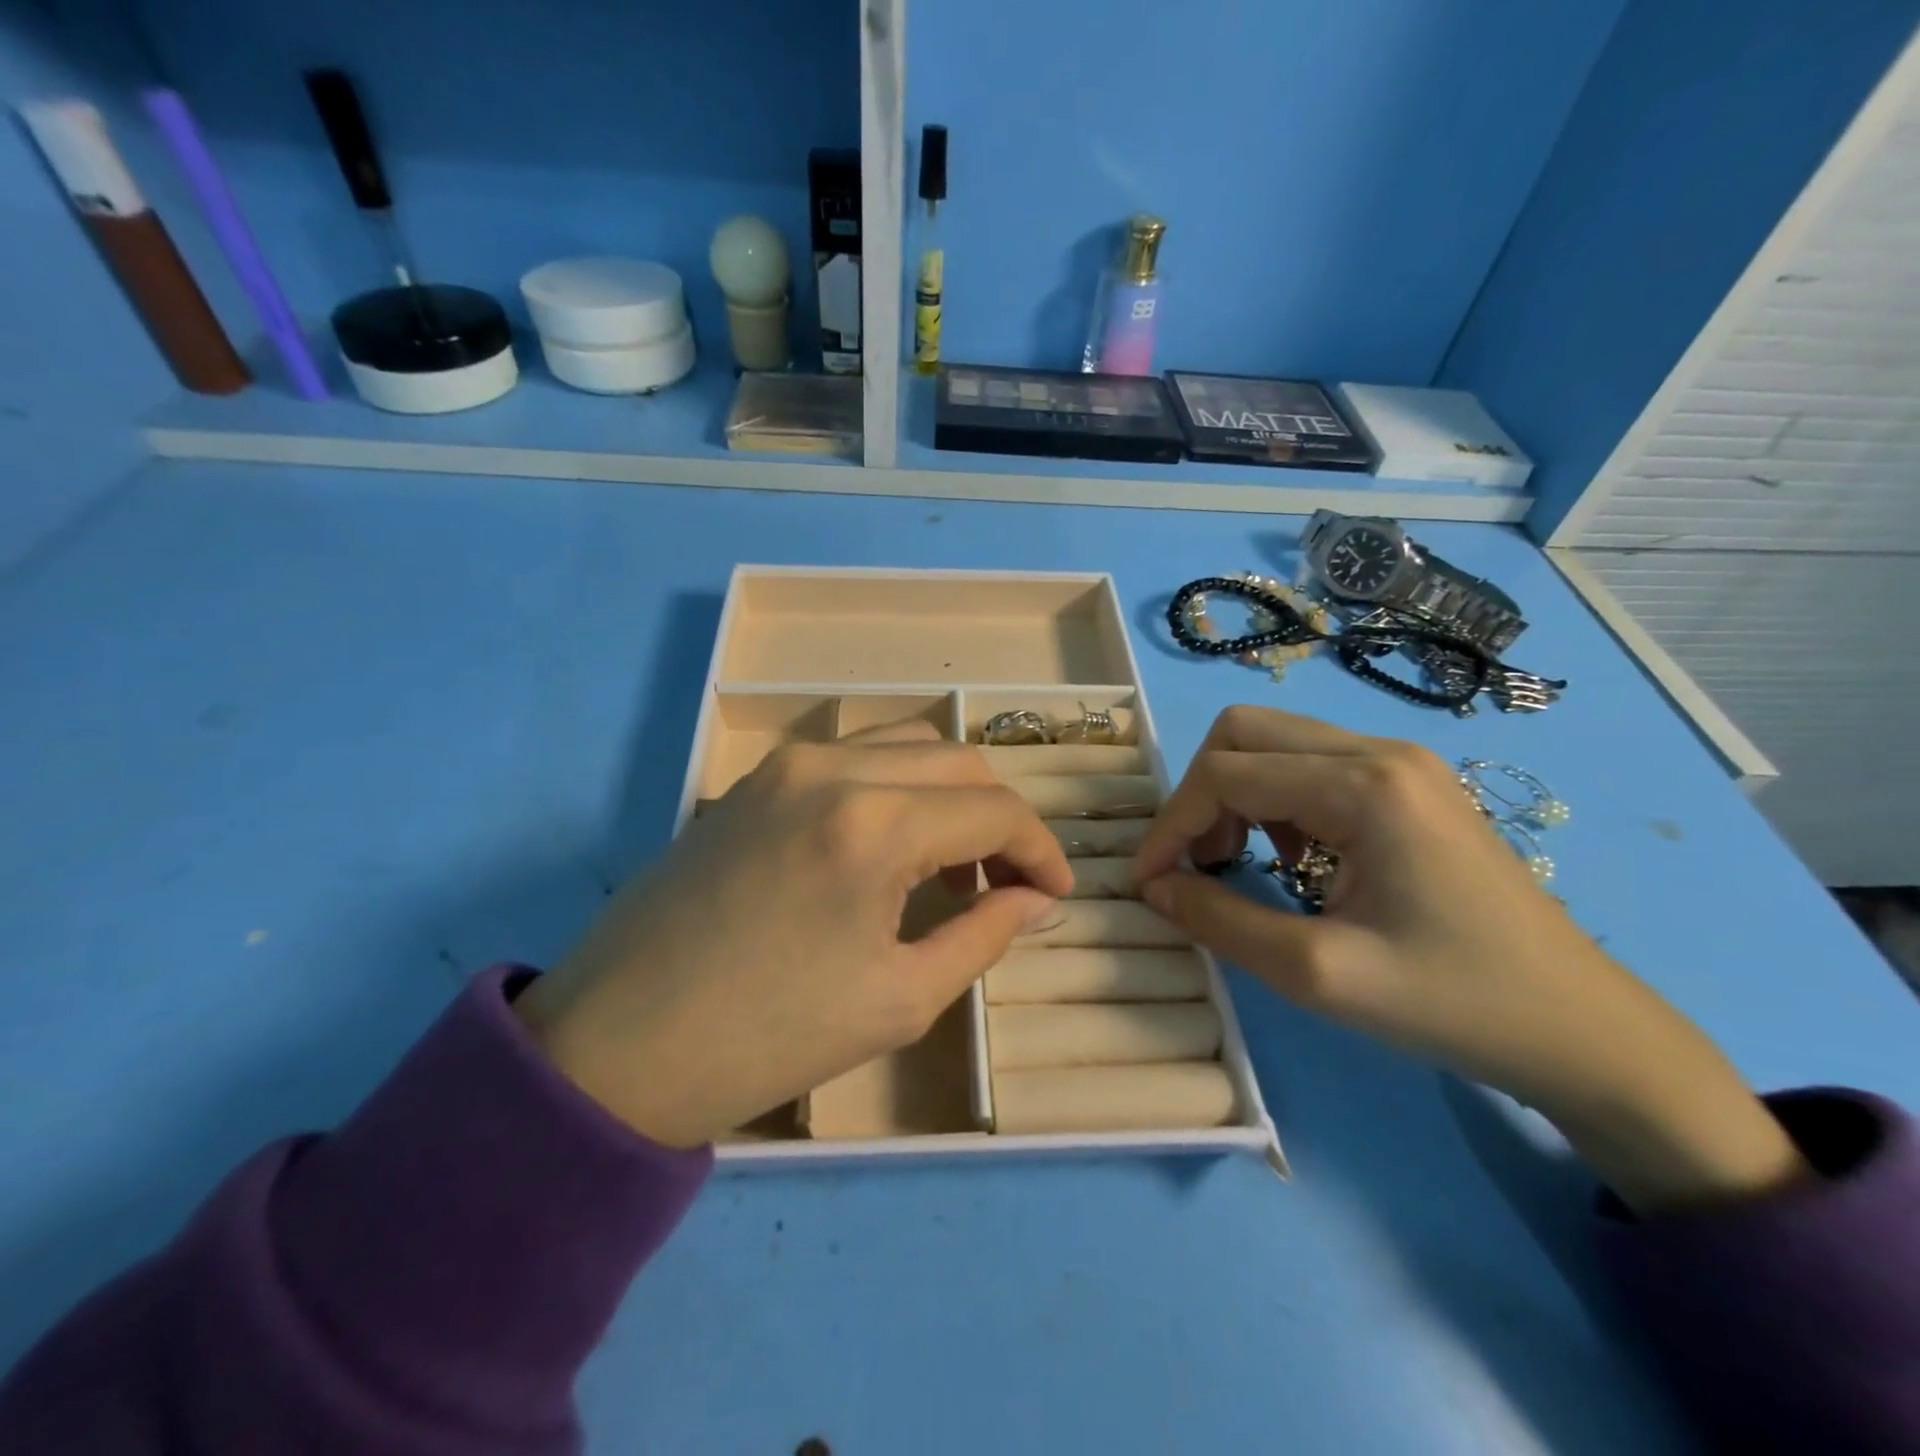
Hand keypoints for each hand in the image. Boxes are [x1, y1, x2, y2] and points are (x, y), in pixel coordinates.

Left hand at [515, 721, 1071, 1147]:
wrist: (616, 1045)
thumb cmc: (768, 1038)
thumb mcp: (900, 998)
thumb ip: (983, 934)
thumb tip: (1034, 898)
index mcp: (874, 824)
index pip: (994, 810)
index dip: (1040, 850)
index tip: (1054, 893)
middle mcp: (833, 768)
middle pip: (958, 762)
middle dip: (1000, 818)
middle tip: (1006, 882)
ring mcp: (786, 764)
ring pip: (906, 745)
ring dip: (949, 793)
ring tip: (950, 863)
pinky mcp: (754, 778)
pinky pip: (853, 757)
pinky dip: (896, 786)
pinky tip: (888, 846)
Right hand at [1133, 706, 1805, 1212]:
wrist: (1584, 1030)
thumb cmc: (1452, 1003)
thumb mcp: (1317, 974)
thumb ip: (1219, 920)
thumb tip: (1154, 886)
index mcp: (1363, 786)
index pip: (1225, 774)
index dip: (1171, 824)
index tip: (1148, 881)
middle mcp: (1379, 751)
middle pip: (1243, 732)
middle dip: (1200, 795)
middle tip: (1199, 863)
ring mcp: (1401, 762)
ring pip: (1274, 743)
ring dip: (1234, 795)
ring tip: (1237, 862)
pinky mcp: (1410, 783)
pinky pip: (1311, 764)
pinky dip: (1273, 801)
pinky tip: (1292, 857)